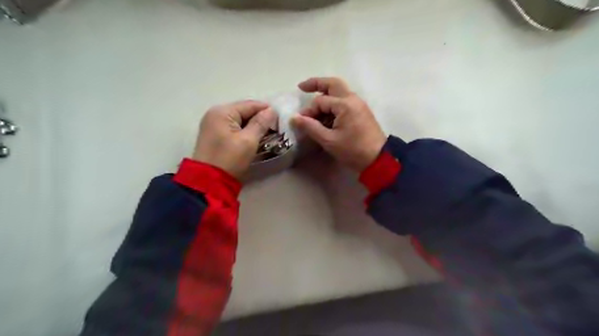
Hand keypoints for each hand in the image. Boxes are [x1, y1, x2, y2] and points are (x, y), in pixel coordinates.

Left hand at [192, 101, 275, 179]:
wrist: (209, 181)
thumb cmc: (230, 159)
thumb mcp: (248, 140)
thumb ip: (261, 123)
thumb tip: (272, 111)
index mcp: (222, 112)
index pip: (250, 105)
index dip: (267, 110)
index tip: (281, 119)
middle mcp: (215, 114)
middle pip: (243, 111)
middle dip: (260, 118)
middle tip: (276, 128)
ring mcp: (213, 125)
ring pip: (239, 120)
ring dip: (253, 125)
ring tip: (268, 133)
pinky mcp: (213, 135)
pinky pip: (233, 128)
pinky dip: (244, 131)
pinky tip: (254, 137)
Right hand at [293, 76, 385, 171]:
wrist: (378, 159)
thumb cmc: (353, 150)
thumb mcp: (329, 140)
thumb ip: (311, 127)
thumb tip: (294, 118)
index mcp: (345, 104)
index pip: (320, 101)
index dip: (308, 111)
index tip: (301, 122)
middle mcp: (353, 99)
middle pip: (333, 84)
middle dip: (317, 83)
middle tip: (302, 87)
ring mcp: (359, 104)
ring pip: (340, 91)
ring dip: (326, 94)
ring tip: (313, 104)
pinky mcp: (361, 111)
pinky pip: (345, 101)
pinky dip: (333, 103)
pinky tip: (326, 114)